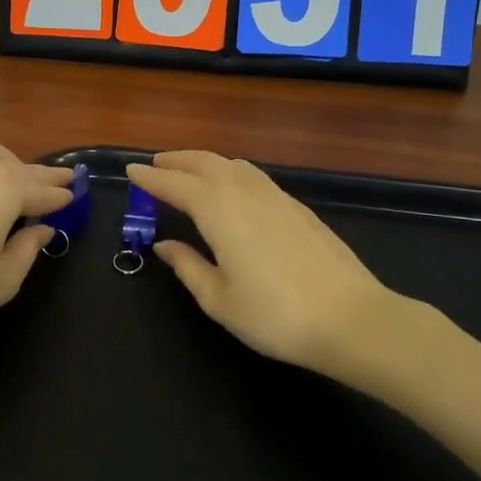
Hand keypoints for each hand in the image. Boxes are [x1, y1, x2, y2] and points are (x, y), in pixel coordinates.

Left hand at [0, 138, 72, 368]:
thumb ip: (26, 250)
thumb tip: (41, 229)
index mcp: (0, 188)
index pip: (40, 187)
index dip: (60, 194)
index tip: (75, 195)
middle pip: (13, 163)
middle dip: (37, 174)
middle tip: (56, 183)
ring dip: (3, 162)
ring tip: (13, 181)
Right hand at [127, 151, 389, 374]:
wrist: (350, 319)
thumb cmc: (275, 315)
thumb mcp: (219, 299)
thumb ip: (187, 266)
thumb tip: (165, 245)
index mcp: (218, 210)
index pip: (174, 185)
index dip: (150, 178)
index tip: (130, 170)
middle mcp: (245, 191)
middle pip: (204, 163)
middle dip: (176, 161)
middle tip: (155, 164)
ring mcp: (276, 195)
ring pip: (233, 165)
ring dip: (205, 162)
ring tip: (189, 171)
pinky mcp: (298, 207)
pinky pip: (254, 176)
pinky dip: (231, 173)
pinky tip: (232, 189)